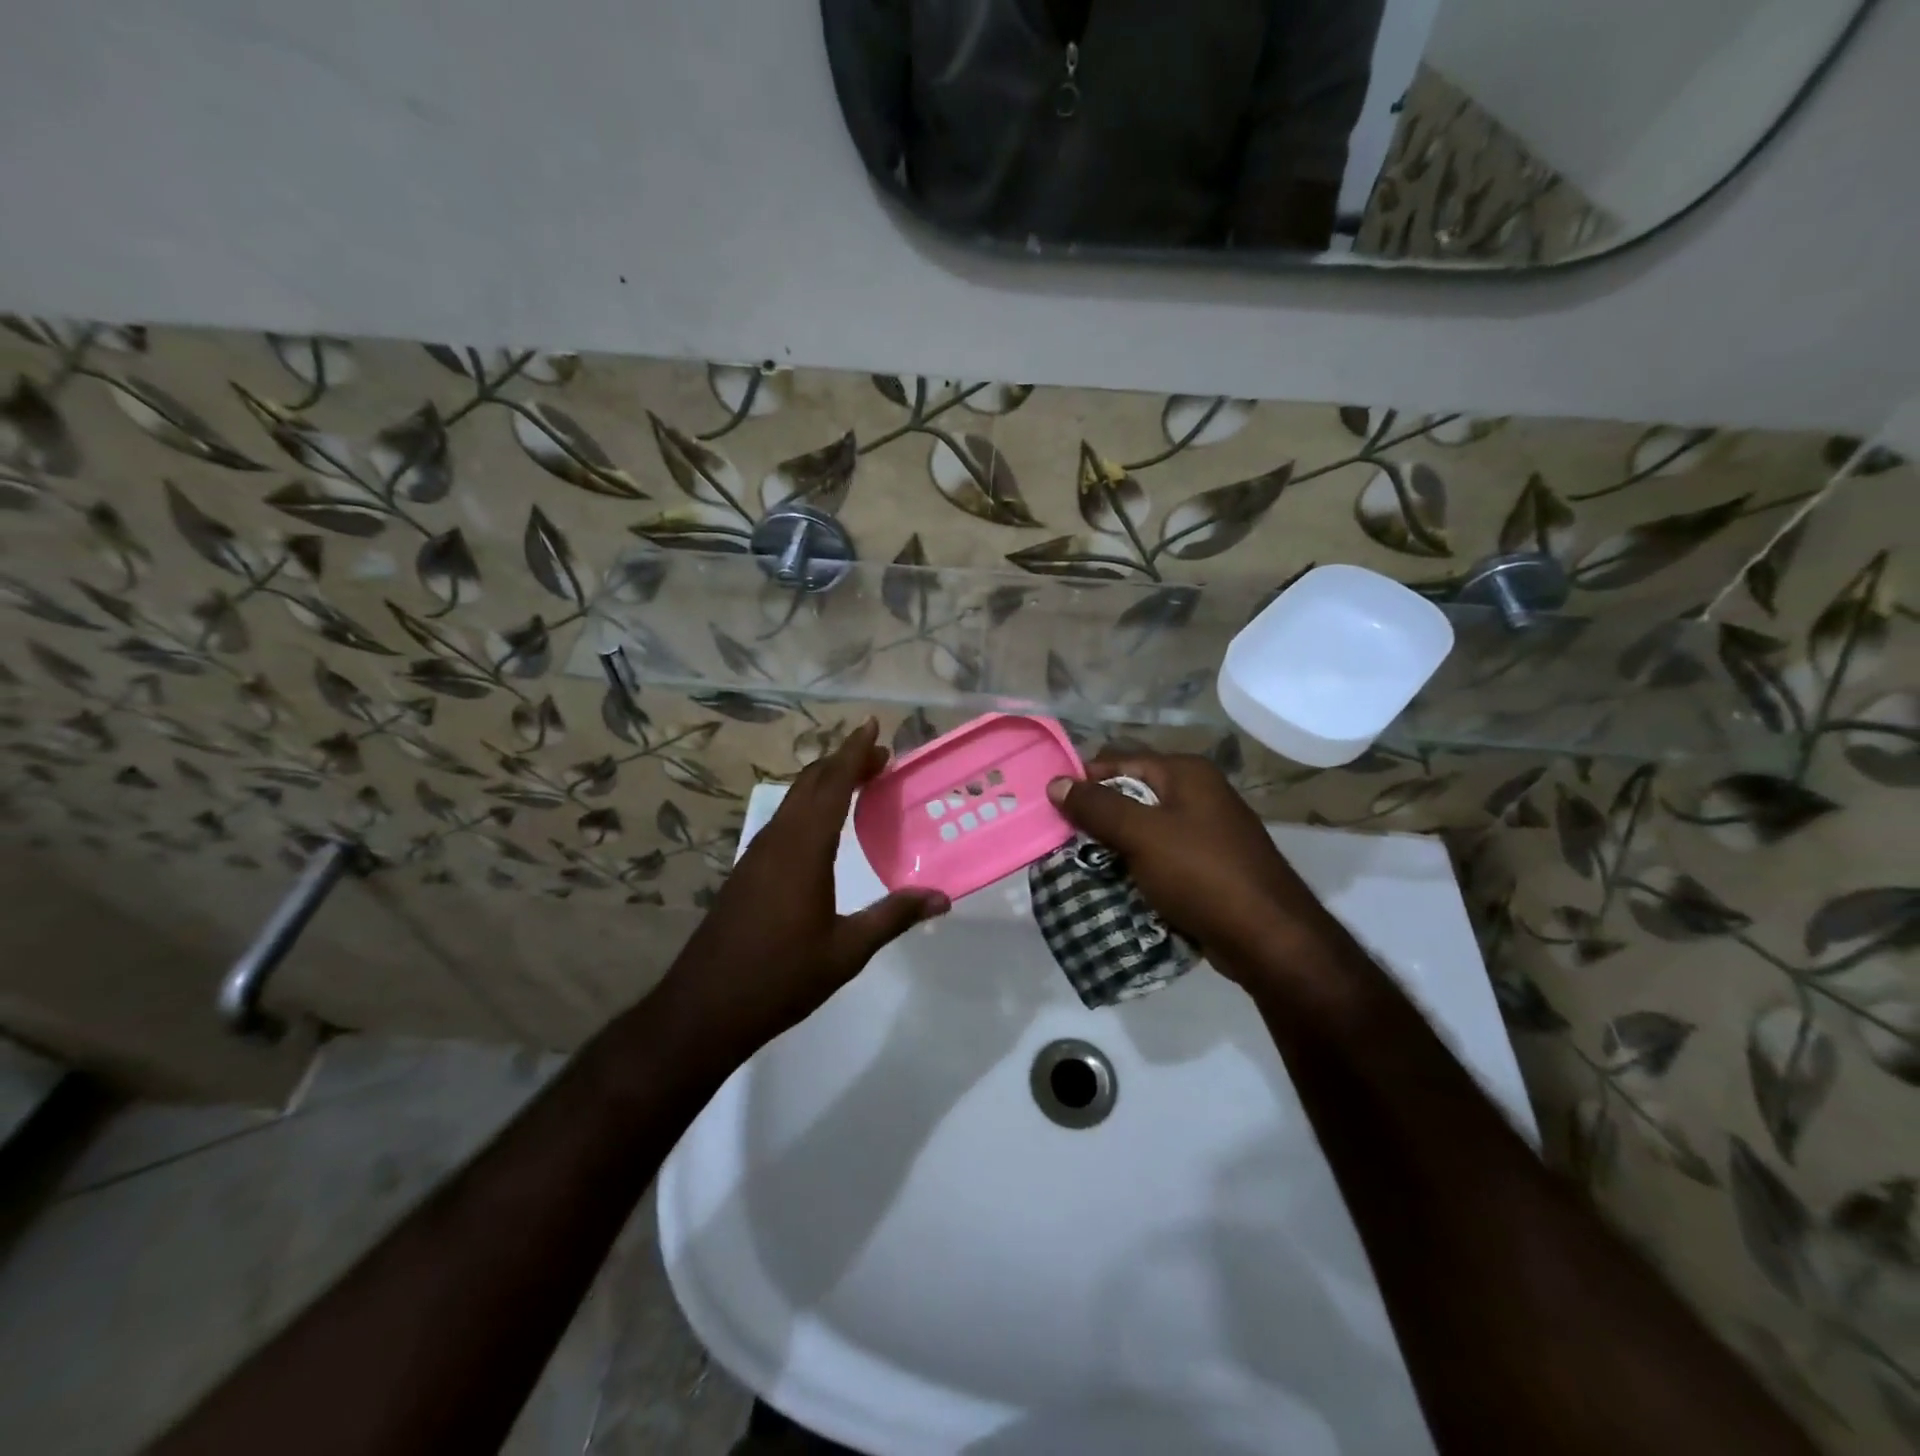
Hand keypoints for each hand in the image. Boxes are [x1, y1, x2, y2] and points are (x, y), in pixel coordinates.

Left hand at [662, 719, 948, 1051]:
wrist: (705, 1007)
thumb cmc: (780, 977)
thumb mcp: (847, 951)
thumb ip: (893, 917)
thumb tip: (942, 898)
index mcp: (803, 849)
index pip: (832, 784)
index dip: (854, 752)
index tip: (873, 725)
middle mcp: (777, 840)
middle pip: (810, 783)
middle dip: (844, 762)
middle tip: (879, 756)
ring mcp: (756, 854)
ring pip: (793, 800)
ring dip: (825, 783)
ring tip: (858, 782)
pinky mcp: (746, 871)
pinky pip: (782, 821)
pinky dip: (808, 806)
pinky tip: (822, 827)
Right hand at [1047, 750, 1339, 985]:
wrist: (1269, 938)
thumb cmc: (1202, 874)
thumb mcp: (1141, 835)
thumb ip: (1097, 807)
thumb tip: (1056, 783)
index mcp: (1186, 773)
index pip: (1120, 761)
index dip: (1085, 779)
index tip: (1051, 806)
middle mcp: (1198, 794)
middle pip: (1131, 795)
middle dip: (1097, 816)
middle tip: (1059, 839)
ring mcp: (1207, 832)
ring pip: (1144, 830)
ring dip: (1113, 846)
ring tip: (1077, 865)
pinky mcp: (1208, 867)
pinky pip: (1160, 858)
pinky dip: (1136, 868)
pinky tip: (1113, 886)